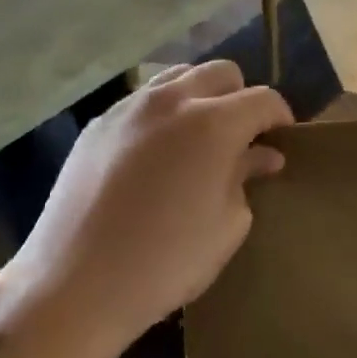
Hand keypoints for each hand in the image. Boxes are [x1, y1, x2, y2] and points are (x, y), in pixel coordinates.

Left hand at [0, 61, 291, 356]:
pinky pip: (143, 100)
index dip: (280, 117)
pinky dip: (163, 113)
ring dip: (200, 96)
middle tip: (241, 137)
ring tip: (198, 137)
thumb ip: (247, 177)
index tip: (282, 139)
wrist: (74, 284)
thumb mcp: (226, 226)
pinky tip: (156, 153)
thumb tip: (262, 156)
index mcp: (214, 123)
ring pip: (179, 77)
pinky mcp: (99, 123)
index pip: (263, 99)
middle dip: (241, 98)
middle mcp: (173, 100)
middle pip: (222, 72)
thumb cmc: (165, 262)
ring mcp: (130, 107)